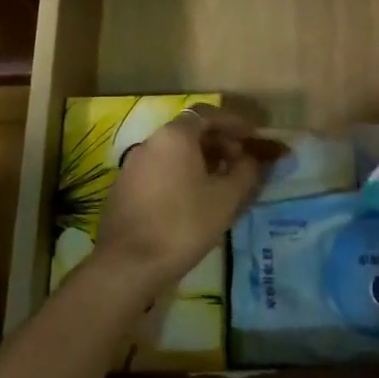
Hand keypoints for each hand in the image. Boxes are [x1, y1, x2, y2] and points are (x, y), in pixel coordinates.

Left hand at [92, 105, 273, 292]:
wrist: (129, 264)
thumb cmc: (184, 224)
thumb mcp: (226, 198)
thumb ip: (246, 172)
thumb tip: (252, 159)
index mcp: (175, 136)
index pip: (207, 114)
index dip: (233, 122)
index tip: (253, 136)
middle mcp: (151, 142)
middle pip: (190, 131)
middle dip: (219, 142)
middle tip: (241, 162)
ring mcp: (134, 165)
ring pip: (174, 152)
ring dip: (201, 160)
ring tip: (222, 182)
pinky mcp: (125, 188)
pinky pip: (161, 170)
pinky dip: (182, 174)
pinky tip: (195, 199)